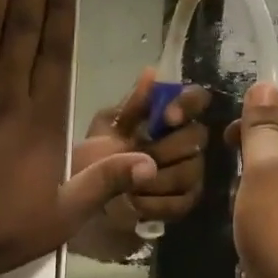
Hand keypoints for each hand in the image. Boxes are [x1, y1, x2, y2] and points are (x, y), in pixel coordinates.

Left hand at [70, 72, 211, 253]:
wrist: (81, 199)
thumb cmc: (94, 157)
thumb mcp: (107, 129)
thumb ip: (132, 106)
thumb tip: (151, 73)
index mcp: (167, 117)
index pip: (196, 98)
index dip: (188, 105)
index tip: (167, 118)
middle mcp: (185, 141)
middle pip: (197, 137)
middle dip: (164, 149)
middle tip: (137, 157)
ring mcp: (189, 172)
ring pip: (190, 171)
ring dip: (156, 179)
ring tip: (128, 185)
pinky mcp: (184, 201)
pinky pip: (183, 201)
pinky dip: (155, 203)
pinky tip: (134, 203)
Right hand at [227, 83, 277, 277]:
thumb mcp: (266, 170)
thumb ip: (264, 129)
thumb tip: (267, 85)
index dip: (265, 118)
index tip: (233, 141)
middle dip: (258, 170)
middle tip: (237, 189)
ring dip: (260, 209)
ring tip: (244, 229)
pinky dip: (273, 241)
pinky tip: (256, 262)